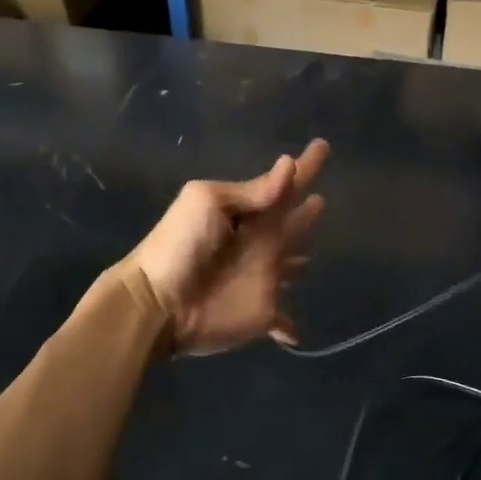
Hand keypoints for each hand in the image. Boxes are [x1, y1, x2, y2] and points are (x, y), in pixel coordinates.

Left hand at [127, 140, 329, 356]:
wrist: (157, 302)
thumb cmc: (180, 245)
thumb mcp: (208, 202)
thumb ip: (251, 191)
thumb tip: (289, 166)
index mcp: (248, 213)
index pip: (284, 184)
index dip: (304, 166)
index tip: (322, 145)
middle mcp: (261, 241)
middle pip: (291, 223)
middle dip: (306, 212)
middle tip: (323, 199)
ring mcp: (263, 277)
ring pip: (290, 265)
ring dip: (300, 259)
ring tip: (313, 254)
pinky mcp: (263, 312)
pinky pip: (283, 320)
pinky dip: (290, 327)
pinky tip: (296, 334)